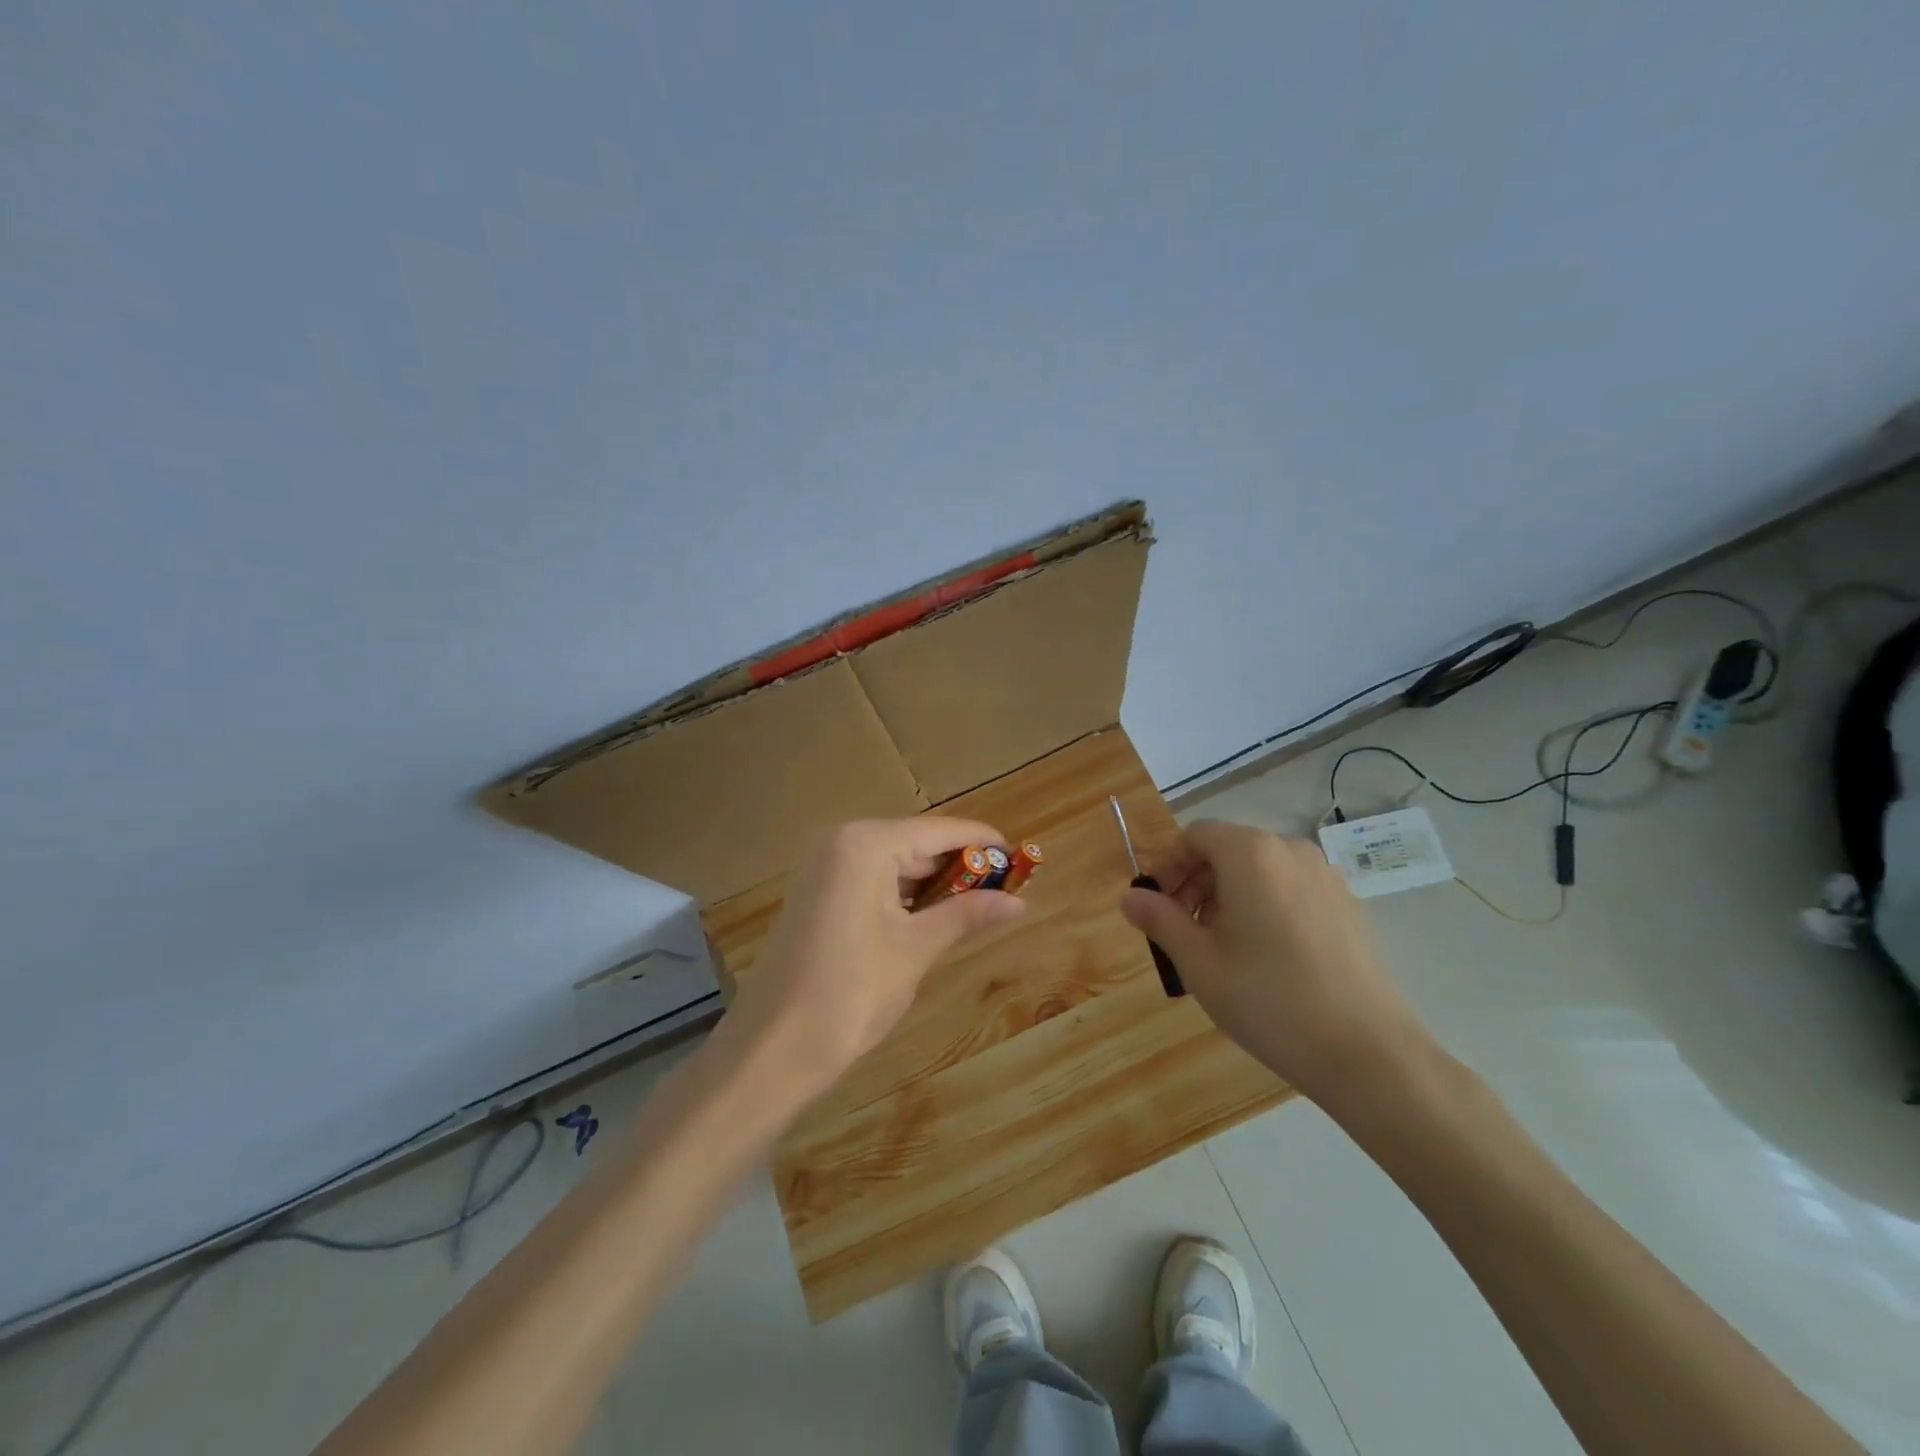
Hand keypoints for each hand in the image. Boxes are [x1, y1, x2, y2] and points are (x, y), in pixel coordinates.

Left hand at [728, 818, 1026, 1099]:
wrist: (772, 1049)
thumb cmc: (851, 992)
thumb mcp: (915, 949)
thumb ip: (967, 915)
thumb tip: (1018, 902)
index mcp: (865, 844)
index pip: (938, 830)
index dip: (981, 841)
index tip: (1020, 854)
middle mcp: (840, 843)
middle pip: (915, 843)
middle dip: (959, 866)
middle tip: (1005, 888)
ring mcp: (823, 868)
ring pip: (893, 863)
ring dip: (933, 883)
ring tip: (978, 905)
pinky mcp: (816, 895)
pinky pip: (871, 881)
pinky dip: (903, 895)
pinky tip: (932, 916)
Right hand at [1120, 819, 1429, 1106]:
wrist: (1368, 1052)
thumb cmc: (1269, 999)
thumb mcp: (1199, 962)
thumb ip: (1160, 920)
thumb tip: (1130, 897)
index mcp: (1251, 854)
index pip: (1196, 835)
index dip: (1167, 865)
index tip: (1156, 906)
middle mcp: (1291, 851)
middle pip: (1228, 849)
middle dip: (1195, 882)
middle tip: (1182, 931)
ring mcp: (1326, 878)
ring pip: (1260, 870)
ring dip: (1227, 895)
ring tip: (1219, 948)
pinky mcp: (1348, 906)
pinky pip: (1290, 889)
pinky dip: (1263, 906)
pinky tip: (1264, 957)